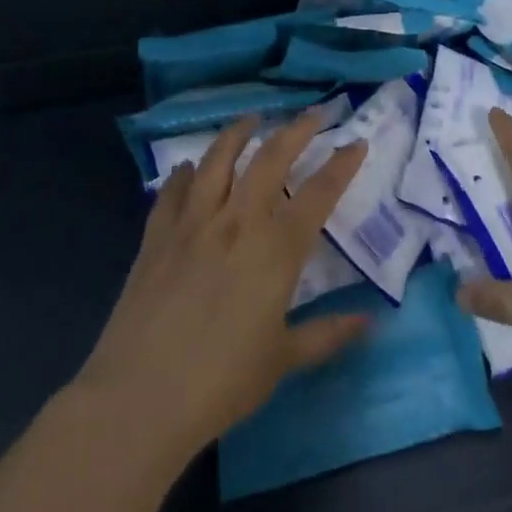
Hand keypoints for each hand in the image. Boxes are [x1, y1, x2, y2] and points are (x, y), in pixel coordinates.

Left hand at [74, 111, 369, 457]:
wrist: (140, 398)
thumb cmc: (222, 382)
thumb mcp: (283, 360)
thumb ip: (328, 334)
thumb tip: (371, 322)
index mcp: (275, 249)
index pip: (318, 194)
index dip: (341, 165)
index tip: (356, 143)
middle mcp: (237, 222)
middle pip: (270, 159)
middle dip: (296, 130)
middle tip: (312, 113)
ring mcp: (192, 224)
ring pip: (218, 161)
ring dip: (237, 133)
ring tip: (251, 118)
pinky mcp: (156, 236)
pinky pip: (173, 191)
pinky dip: (185, 173)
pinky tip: (190, 168)